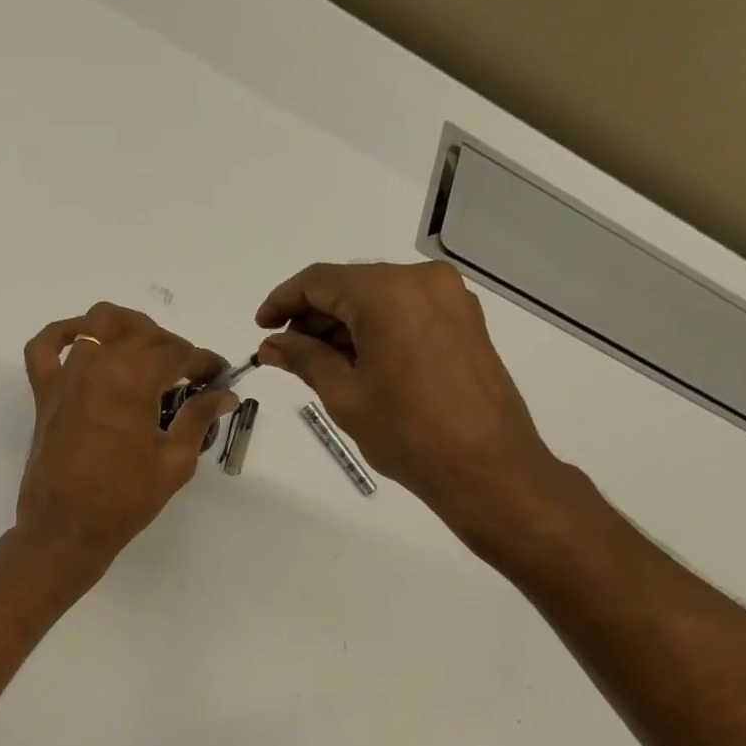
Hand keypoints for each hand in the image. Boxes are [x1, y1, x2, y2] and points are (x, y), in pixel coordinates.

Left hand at [15, 302, 237, 576]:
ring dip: (130, 328)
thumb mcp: (174, 462)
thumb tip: (224, 395)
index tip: (219, 377)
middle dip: (174, 347)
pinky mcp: (44, 392)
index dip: (205, 362)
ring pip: (99, 323)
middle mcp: (98, 363)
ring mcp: (66, 374)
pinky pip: (45, 346)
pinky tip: (82, 340)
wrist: (67, 529)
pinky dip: (63, 332)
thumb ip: (199, 419)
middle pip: (143, 334)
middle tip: (190, 376)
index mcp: (133, 379)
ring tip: (147, 351)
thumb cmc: (124, 500)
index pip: (178, 353)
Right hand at [255, 260, 577, 560]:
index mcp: (387, 292)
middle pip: (351, 285)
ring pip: (379, 299)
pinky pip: (406, 312)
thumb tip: (272, 344)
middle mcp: (421, 281)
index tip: (261, 328)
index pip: (319, 281)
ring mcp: (449, 298)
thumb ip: (305, 360)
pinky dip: (375, 330)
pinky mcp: (463, 320)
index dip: (283, 301)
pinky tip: (356, 362)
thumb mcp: (344, 395)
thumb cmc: (406, 432)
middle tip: (285, 353)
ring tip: (316, 364)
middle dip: (313, 316)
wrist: (485, 464)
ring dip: (343, 325)